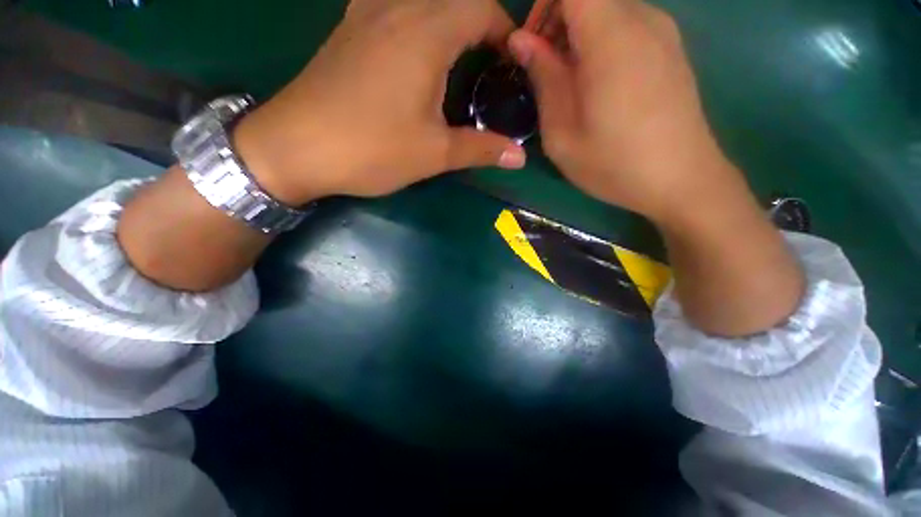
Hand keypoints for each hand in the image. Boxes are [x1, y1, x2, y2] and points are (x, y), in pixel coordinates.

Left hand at [235, 0, 525, 205]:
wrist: (295, 148)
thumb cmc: (371, 150)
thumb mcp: (434, 154)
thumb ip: (481, 149)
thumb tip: (520, 156)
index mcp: (426, 33)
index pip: (481, 8)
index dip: (504, 31)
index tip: (512, 62)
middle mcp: (396, 8)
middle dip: (479, 25)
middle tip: (488, 64)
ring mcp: (365, 14)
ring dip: (446, 19)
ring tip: (457, 56)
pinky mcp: (347, 30)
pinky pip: (390, 6)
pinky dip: (413, 18)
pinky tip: (414, 47)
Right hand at [508, 0, 740, 222]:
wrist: (681, 180)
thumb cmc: (613, 163)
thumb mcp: (562, 132)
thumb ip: (543, 78)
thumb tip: (522, 40)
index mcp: (611, 37)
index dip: (544, 5)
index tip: (532, 44)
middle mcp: (642, 19)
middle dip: (557, 22)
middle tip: (545, 72)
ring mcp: (662, 31)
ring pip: (607, 9)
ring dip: (578, 36)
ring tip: (570, 84)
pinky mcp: (670, 47)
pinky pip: (627, 25)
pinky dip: (601, 43)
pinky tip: (598, 85)